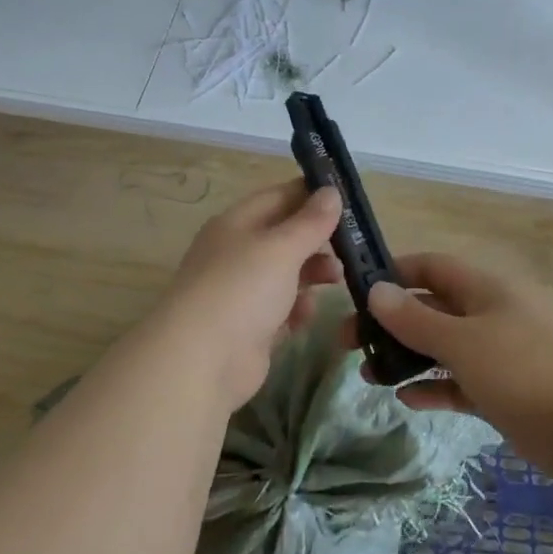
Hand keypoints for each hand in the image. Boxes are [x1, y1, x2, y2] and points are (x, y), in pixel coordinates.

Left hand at [147, 180, 343, 407]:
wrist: (202, 361)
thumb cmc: (242, 289)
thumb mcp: (281, 248)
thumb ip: (310, 222)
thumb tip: (332, 192)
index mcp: (235, 224)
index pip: (277, 197)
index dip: (311, 195)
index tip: (348, 200)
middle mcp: (236, 253)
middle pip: (284, 236)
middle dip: (317, 240)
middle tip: (351, 246)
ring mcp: (241, 292)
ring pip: (285, 273)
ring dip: (312, 273)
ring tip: (336, 279)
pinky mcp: (249, 327)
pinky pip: (281, 309)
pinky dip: (296, 309)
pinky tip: (306, 315)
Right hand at [357, 253, 552, 476]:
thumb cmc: (521, 368)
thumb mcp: (461, 340)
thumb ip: (415, 319)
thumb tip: (375, 291)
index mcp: (484, 290)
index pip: (432, 267)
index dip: (395, 273)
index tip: (358, 290)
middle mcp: (489, 315)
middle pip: (431, 309)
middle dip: (391, 323)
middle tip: (350, 341)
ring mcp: (497, 354)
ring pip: (442, 348)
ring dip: (406, 358)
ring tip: (368, 374)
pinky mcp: (502, 391)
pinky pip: (458, 382)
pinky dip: (433, 387)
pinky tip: (405, 400)